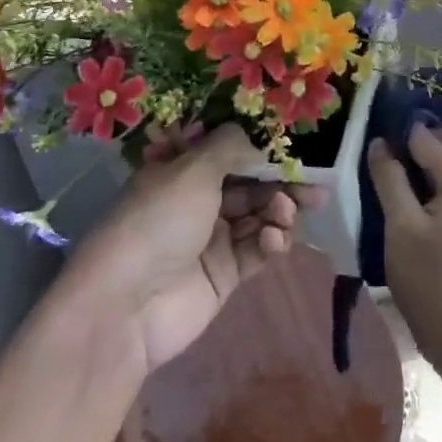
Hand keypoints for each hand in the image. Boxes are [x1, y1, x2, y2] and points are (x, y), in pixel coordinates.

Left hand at [72, 125, 325, 375]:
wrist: (127, 305)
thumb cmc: (159, 221)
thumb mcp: (194, 170)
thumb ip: (231, 147)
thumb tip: (255, 135)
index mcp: (182, 171)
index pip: (229, 152)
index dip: (262, 149)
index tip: (295, 148)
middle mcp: (197, 201)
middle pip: (250, 185)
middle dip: (281, 183)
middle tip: (315, 186)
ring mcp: (211, 239)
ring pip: (258, 217)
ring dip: (278, 212)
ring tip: (286, 213)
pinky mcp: (225, 274)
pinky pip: (257, 251)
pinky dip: (271, 242)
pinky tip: (275, 240)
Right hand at [367, 125, 441, 377]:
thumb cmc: (432, 282)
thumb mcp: (401, 227)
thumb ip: (389, 179)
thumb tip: (380, 142)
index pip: (424, 134)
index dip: (395, 127)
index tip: (364, 127)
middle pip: (440, 145)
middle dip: (408, 141)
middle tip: (372, 149)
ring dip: (414, 164)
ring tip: (378, 171)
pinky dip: (423, 186)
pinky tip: (396, 198)